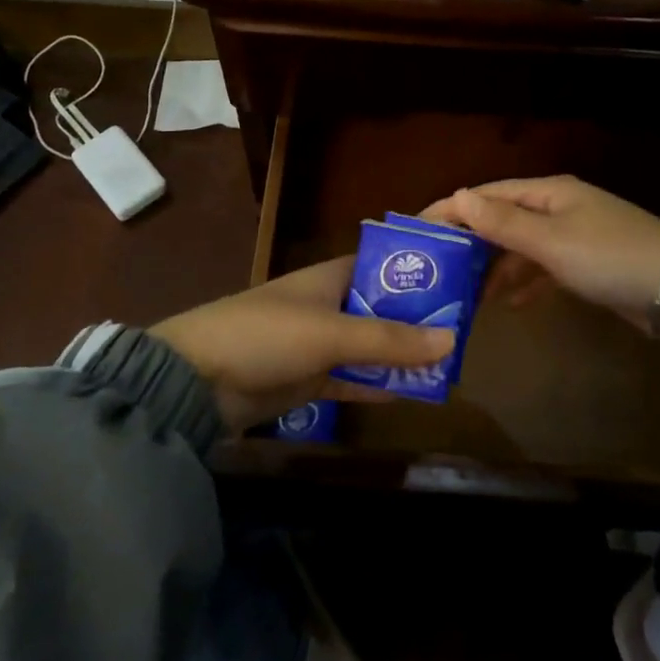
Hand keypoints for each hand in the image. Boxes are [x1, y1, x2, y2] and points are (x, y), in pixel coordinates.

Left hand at [150, 257, 454, 430]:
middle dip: (416, 323)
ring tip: (448, 368)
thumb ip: (389, 341)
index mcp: (331, 277)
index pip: (384, 267)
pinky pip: (351, 380)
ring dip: (399, 358)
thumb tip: (452, 339)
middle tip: (464, 337)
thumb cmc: (266, 335)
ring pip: (368, 348)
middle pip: (381, 310)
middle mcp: (328, 305)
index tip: (459, 287)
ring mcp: (316, 344)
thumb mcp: (332, 334)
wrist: (195, 380)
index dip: (418, 275)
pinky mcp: (306, 380)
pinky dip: (375, 385)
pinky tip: (409, 393)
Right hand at [422, 175, 659, 334]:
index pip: (488, 194)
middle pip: (504, 220)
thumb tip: (456, 196)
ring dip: (495, 267)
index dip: (452, 210)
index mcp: (550, 193)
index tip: (416, 230)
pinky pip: (544, 270)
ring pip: (523, 248)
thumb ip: (502, 222)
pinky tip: (509, 304)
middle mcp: (560, 209)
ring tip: (464, 293)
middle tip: (436, 268)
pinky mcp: (589, 267)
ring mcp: (577, 238)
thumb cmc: (611, 258)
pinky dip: (525, 283)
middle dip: (471, 242)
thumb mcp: (551, 241)